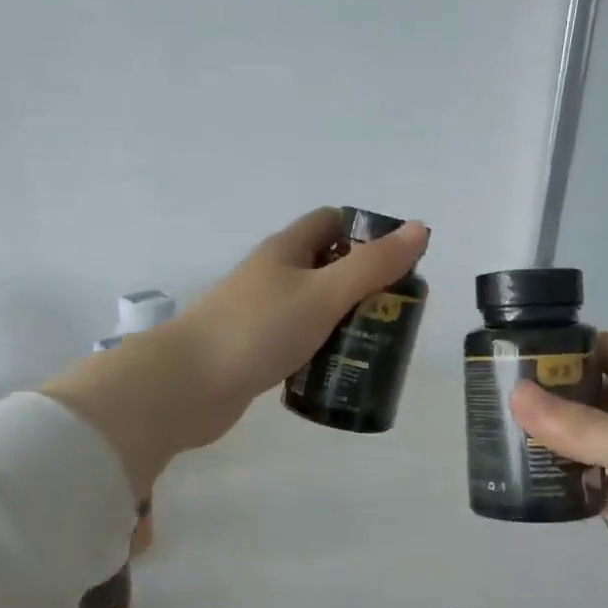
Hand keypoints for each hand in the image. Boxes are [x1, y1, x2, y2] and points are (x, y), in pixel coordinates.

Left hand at [48, 208, 428, 491]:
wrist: (187, 385)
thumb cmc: (259, 329)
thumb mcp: (324, 293)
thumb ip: (372, 265)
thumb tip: (419, 228)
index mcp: (286, 249)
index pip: (332, 221)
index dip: (367, 232)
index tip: (399, 262)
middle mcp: (272, 275)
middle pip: (325, 265)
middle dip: (362, 283)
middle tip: (396, 312)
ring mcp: (260, 314)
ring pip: (312, 306)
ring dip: (343, 319)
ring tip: (377, 343)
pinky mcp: (254, 350)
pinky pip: (298, 340)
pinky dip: (321, 348)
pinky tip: (339, 368)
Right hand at [509, 334, 607, 607]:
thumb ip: (589, 428)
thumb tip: (515, 396)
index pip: (604, 350)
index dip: (559, 349)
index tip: (504, 358)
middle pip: (592, 395)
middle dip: (546, 398)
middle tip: (486, 407)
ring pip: (592, 442)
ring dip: (553, 443)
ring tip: (496, 446)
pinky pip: (601, 485)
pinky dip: (571, 486)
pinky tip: (534, 491)